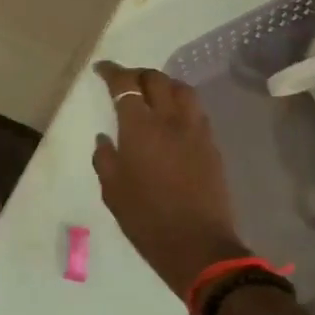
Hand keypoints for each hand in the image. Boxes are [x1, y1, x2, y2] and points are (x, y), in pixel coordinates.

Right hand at [91, 61, 248, 301]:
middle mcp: (170, 119)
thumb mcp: (113, 191)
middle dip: (138, 74)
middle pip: (156, 79)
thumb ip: (106, 158)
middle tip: (126, 82)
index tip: (102, 69)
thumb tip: (105, 138)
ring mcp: (196, 130)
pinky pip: (196, 111)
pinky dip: (181, 104)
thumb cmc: (146, 219)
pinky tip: (174, 119)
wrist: (197, 245)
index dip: (112, 72)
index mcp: (140, 127)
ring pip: (182, 90)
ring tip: (153, 94)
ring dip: (164, 84)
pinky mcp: (212, 145)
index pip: (125, 85)